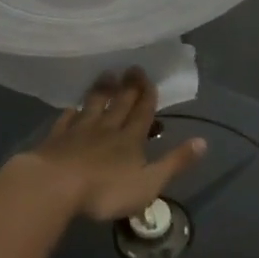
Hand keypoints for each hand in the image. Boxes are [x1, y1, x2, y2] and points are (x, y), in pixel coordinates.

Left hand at [15, 68, 206, 221]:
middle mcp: (106, 128)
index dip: (147, 95)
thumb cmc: (105, 190)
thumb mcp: (149, 183)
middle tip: (132, 67)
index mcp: (130, 139)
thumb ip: (175, 163)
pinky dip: (71, 112)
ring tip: (106, 75)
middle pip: (119, 103)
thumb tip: (203, 141)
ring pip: (93, 105)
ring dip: (101, 90)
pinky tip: (71, 107)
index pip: (142, 112)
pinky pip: (66, 120)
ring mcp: (78, 131)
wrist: (55, 186)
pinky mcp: (56, 139)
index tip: (148, 77)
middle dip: (128, 86)